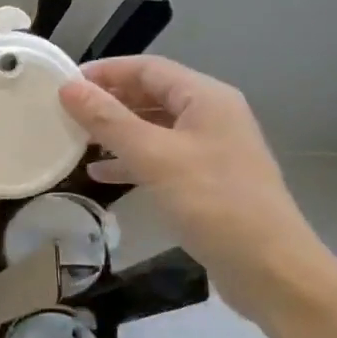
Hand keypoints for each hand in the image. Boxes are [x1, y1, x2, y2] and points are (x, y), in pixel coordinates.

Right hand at [58, 57, 336, 323]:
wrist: (270, 269)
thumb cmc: (212, 202)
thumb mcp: (154, 157)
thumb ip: (108, 120)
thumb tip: (68, 88)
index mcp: (206, 98)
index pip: (148, 68)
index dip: (106, 71)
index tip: (65, 83)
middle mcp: (212, 116)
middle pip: (152, 95)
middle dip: (109, 102)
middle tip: (67, 113)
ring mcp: (212, 150)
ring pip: (155, 129)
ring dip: (117, 132)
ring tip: (78, 141)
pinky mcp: (208, 182)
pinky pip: (162, 159)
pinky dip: (132, 161)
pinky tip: (102, 175)